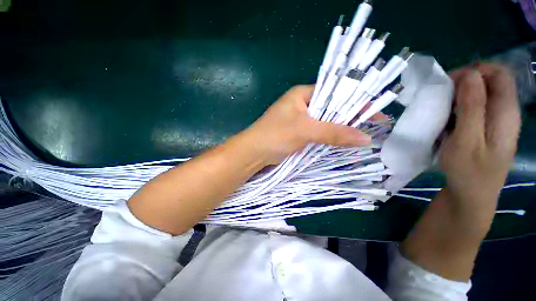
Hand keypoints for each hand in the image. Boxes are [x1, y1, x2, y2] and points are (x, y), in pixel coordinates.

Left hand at [240, 85, 373, 164]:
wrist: (254, 152)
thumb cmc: (275, 135)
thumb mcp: (305, 130)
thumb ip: (334, 133)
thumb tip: (365, 138)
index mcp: (302, 94)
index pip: (335, 92)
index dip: (355, 101)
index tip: (375, 112)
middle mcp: (302, 104)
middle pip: (331, 108)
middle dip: (349, 117)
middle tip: (372, 126)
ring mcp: (300, 120)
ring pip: (325, 122)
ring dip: (340, 129)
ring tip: (361, 135)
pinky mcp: (298, 133)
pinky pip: (318, 133)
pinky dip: (329, 138)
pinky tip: (342, 142)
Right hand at [440, 63, 520, 224]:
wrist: (470, 196)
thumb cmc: (468, 171)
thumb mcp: (467, 139)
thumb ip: (472, 106)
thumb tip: (469, 75)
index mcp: (506, 113)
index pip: (499, 74)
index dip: (475, 71)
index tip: (450, 82)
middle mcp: (505, 113)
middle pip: (490, 82)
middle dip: (465, 82)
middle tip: (441, 96)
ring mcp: (496, 122)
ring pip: (481, 95)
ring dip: (460, 96)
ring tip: (441, 109)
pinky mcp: (486, 129)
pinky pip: (475, 108)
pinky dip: (459, 107)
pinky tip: (447, 119)